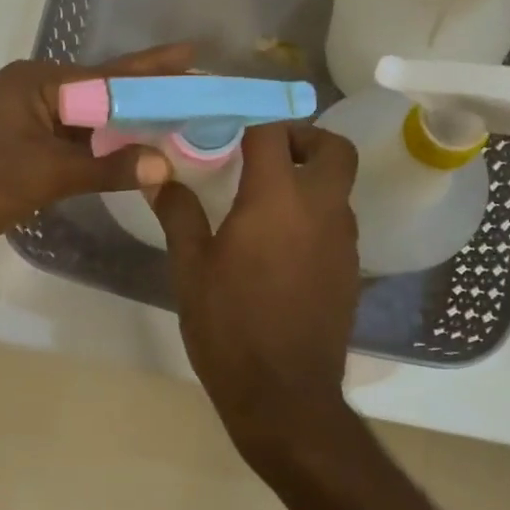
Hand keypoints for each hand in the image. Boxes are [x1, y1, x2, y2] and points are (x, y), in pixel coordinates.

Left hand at [0, 43, 194, 265]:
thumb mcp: (45, 174)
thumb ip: (106, 169)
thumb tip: (163, 164)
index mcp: (39, 83)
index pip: (111, 75)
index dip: (155, 68)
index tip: (195, 56)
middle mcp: (36, 94)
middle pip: (104, 96)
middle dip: (148, 100)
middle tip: (196, 98)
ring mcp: (27, 125)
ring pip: (90, 125)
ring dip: (127, 132)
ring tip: (177, 131)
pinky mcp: (21, 153)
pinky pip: (73, 148)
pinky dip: (101, 156)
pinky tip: (132, 163)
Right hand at [150, 122, 361, 464]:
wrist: (284, 395)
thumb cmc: (228, 327)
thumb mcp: (191, 268)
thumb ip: (178, 213)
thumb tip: (158, 176)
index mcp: (276, 199)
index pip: (273, 131)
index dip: (253, 115)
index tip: (229, 117)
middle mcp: (320, 209)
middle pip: (334, 148)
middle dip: (304, 138)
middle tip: (267, 152)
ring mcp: (343, 241)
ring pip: (339, 187)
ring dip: (311, 178)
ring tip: (267, 200)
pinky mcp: (350, 269)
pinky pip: (337, 223)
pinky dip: (315, 214)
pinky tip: (282, 244)